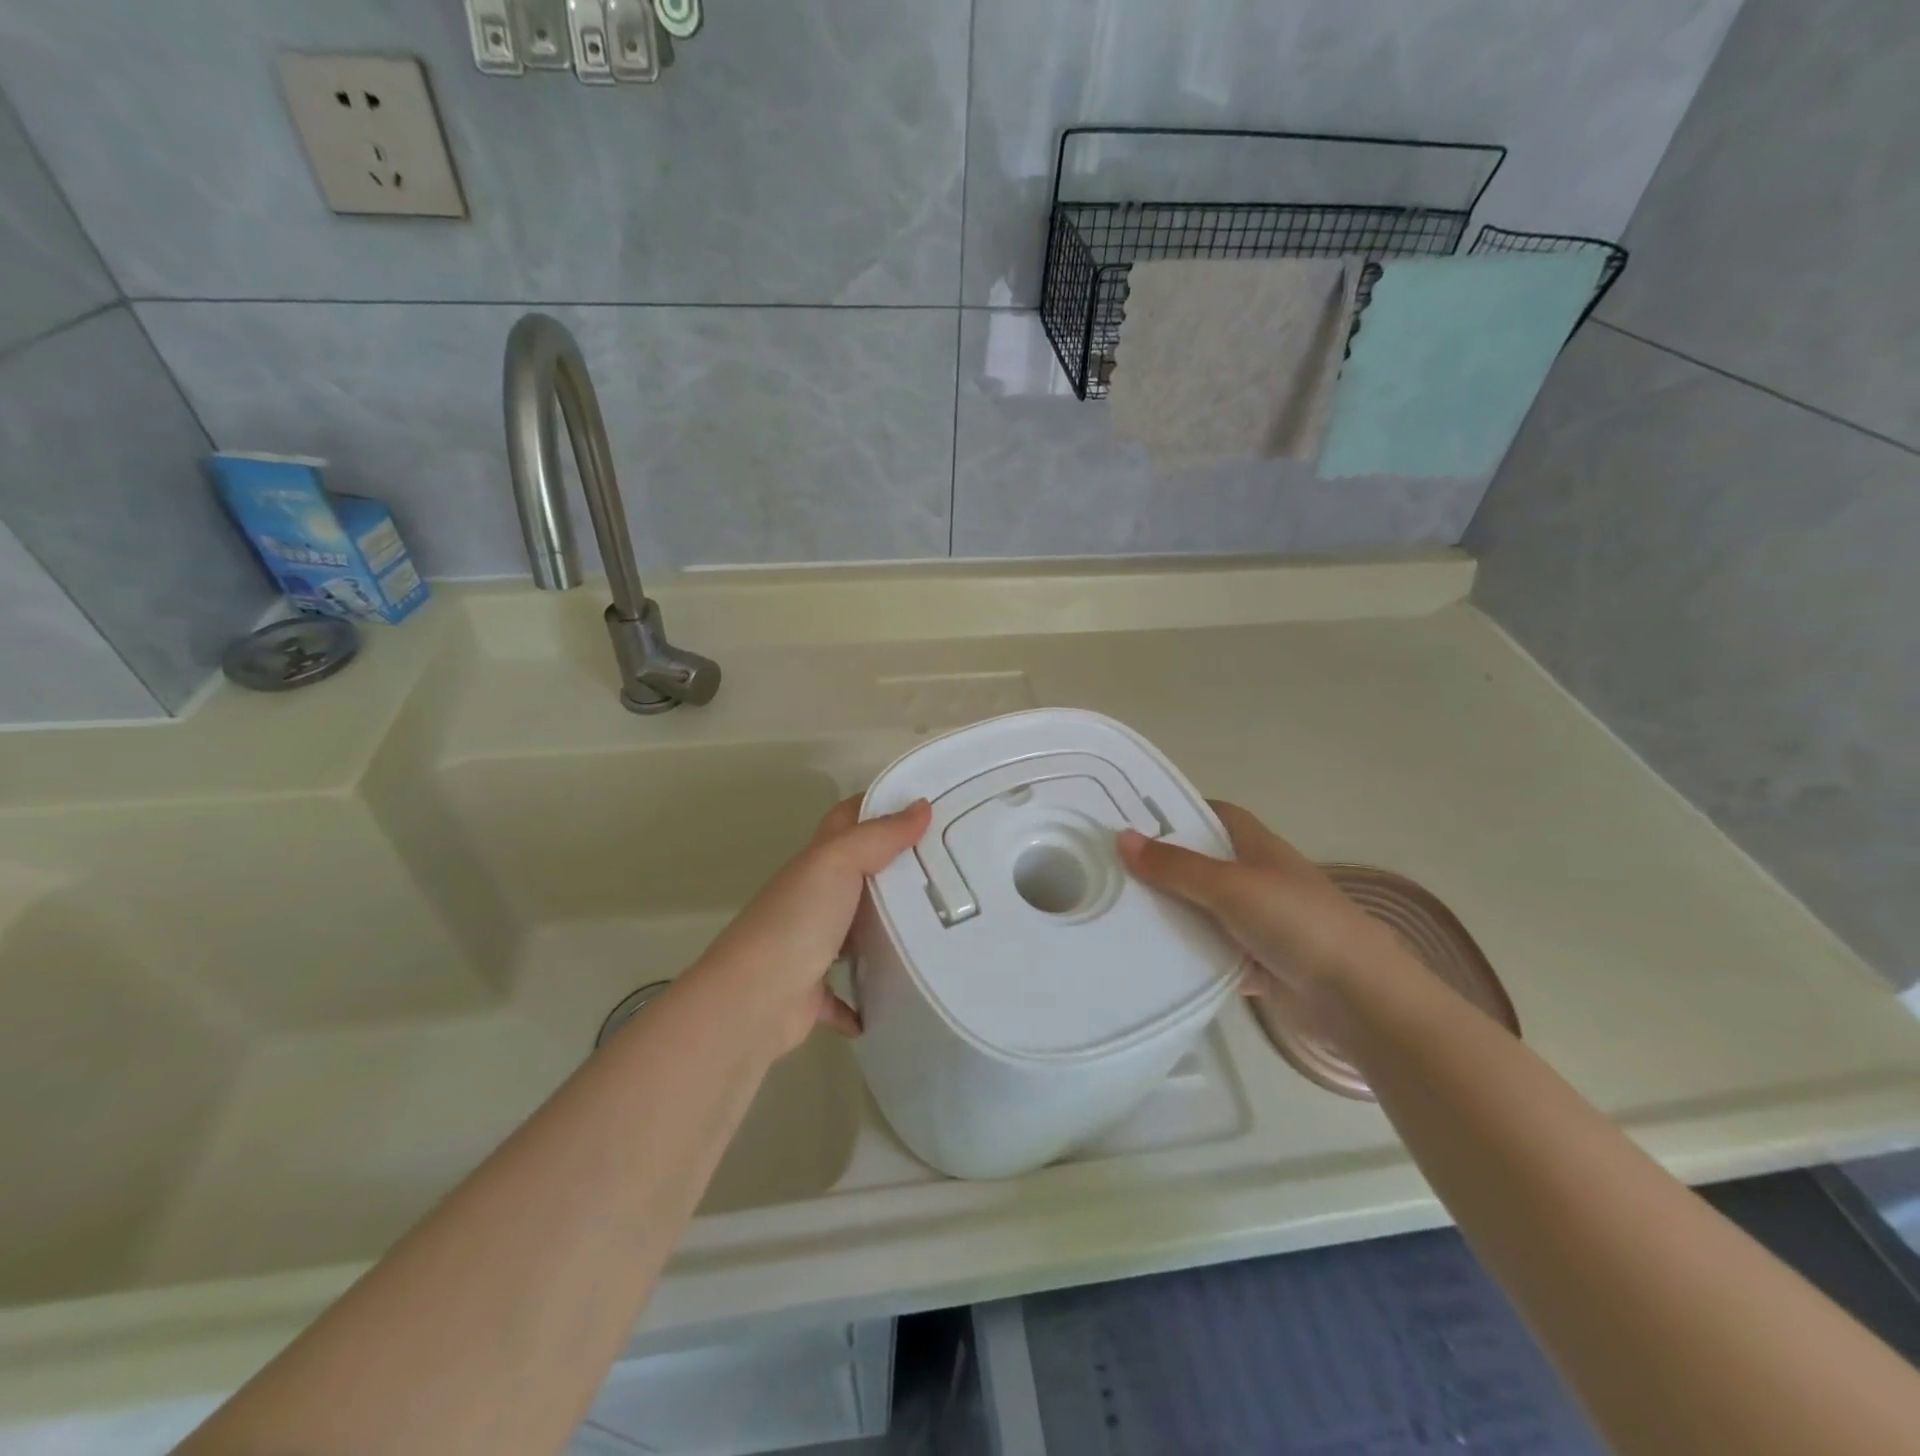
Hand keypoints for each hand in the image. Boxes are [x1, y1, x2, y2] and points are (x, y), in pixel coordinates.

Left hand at [688, 795, 929, 1053]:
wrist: (752, 1002)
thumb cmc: (796, 921)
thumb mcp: (838, 863)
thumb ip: (880, 836)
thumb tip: (923, 807)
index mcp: (816, 864)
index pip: (847, 820)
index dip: (879, 806)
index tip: (926, 806)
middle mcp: (812, 900)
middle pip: (858, 875)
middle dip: (896, 869)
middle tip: (949, 866)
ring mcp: (811, 946)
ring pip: (855, 932)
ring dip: (885, 930)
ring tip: (936, 927)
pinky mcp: (814, 993)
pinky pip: (847, 995)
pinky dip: (867, 998)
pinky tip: (896, 999)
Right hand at [1117, 801, 1399, 1004]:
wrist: (1354, 995)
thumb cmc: (1296, 922)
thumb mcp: (1230, 886)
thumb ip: (1176, 866)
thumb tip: (1121, 837)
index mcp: (1257, 847)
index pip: (1214, 815)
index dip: (1179, 811)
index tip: (1134, 818)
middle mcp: (1255, 878)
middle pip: (1201, 863)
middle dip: (1162, 864)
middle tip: (1109, 865)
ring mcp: (1255, 921)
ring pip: (1201, 908)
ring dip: (1169, 911)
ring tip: (1114, 908)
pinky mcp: (1252, 960)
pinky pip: (1207, 949)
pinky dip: (1184, 952)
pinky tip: (1146, 953)